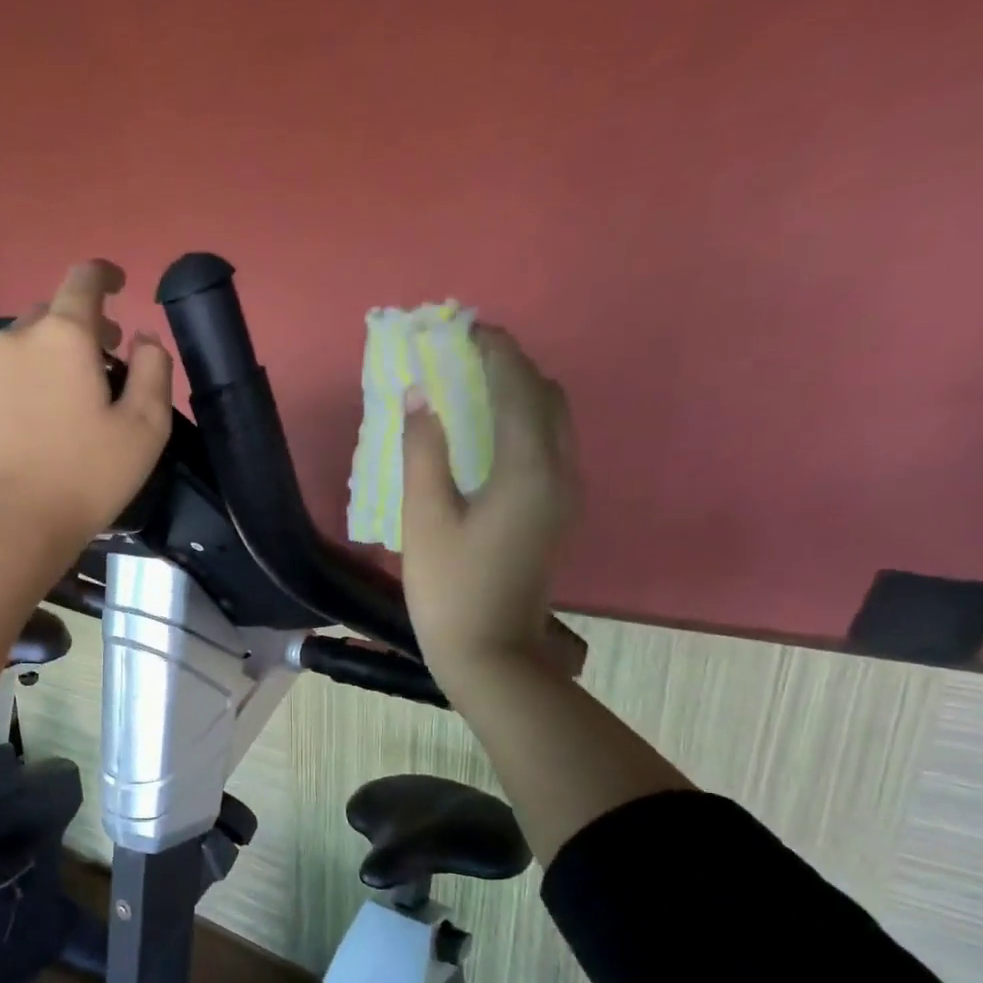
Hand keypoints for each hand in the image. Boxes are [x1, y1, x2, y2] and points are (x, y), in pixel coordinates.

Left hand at [0, 259, 172, 560]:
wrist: (8, 527)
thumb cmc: (85, 477)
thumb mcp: (145, 429)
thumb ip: (154, 370)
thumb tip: (144, 337)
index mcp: (63, 337)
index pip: (84, 279)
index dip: (105, 275)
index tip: (118, 286)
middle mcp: (14, 342)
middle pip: (48, 316)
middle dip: (77, 329)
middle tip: (100, 362)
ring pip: (18, 354)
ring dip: (44, 364)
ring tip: (61, 406)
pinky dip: (16, 397)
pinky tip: (27, 436)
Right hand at [401, 324, 581, 687]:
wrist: (490, 653)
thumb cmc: (450, 590)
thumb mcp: (424, 520)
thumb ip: (422, 453)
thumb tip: (417, 397)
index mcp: (528, 468)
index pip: (517, 387)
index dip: (493, 351)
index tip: (463, 328)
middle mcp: (560, 471)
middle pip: (546, 396)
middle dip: (511, 366)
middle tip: (467, 356)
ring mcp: (564, 494)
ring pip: (554, 421)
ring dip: (520, 393)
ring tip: (476, 387)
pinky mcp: (556, 513)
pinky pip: (550, 446)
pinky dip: (524, 422)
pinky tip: (490, 434)